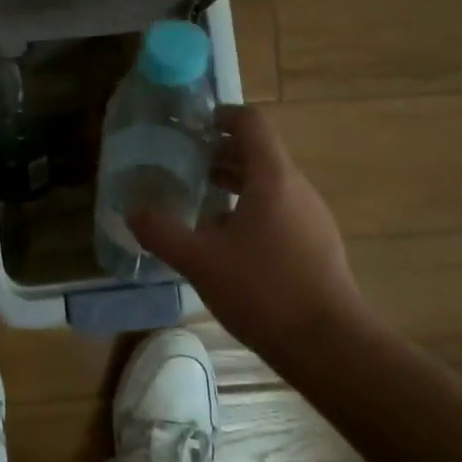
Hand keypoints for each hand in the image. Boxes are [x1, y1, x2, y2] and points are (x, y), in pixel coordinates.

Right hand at [129, 103, 363, 358]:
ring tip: (199, 202)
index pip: (252, 124)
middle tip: (184, 165)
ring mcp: (312, 218)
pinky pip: (280, 211)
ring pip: (270, 184)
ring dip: (235, 184)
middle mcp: (297, 189)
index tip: (193, 126)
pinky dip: (251, 210)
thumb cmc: (263, 290)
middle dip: (221, 153)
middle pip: (259, 154)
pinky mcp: (317, 246)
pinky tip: (227, 243)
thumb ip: (162, 233)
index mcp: (272, 178)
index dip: (223, 115)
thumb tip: (133, 212)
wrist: (329, 345)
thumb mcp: (200, 261)